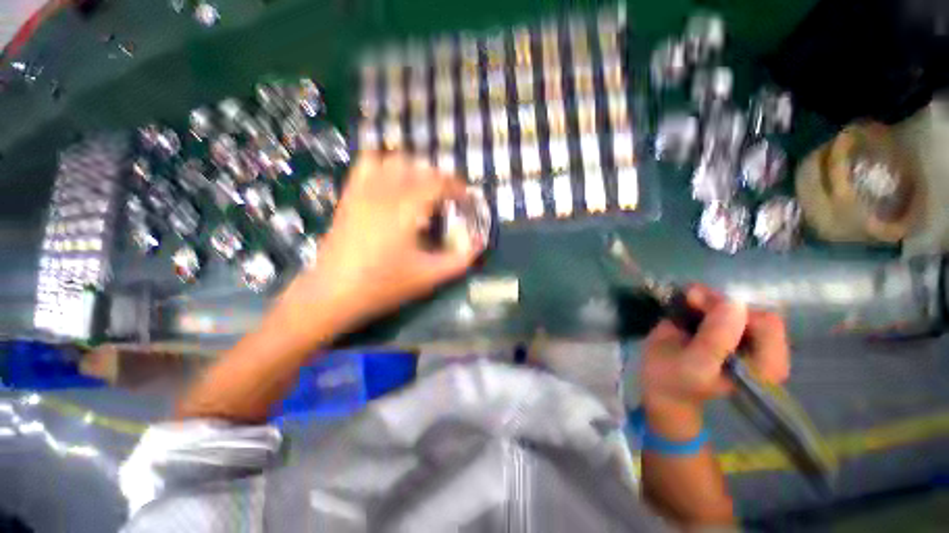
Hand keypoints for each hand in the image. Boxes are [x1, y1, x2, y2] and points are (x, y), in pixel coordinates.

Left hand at [278, 153, 482, 334]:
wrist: (333, 293)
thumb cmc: (384, 285)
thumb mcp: (429, 276)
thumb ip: (460, 260)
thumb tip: (480, 243)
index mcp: (406, 209)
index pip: (438, 182)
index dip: (457, 187)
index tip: (466, 198)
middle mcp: (384, 191)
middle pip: (418, 167)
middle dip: (439, 178)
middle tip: (448, 198)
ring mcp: (363, 190)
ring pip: (392, 160)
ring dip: (413, 169)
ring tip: (422, 188)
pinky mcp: (349, 195)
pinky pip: (367, 165)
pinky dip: (385, 166)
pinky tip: (392, 185)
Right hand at [639, 285, 789, 438]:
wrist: (658, 383)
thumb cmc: (675, 380)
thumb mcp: (694, 366)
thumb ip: (716, 340)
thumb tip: (734, 302)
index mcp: (764, 366)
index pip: (767, 325)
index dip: (734, 313)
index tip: (702, 310)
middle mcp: (760, 348)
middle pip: (751, 310)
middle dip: (719, 302)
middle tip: (690, 301)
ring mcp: (741, 335)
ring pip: (735, 302)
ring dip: (709, 297)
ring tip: (686, 298)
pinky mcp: (723, 325)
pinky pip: (720, 302)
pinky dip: (703, 297)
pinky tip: (686, 300)